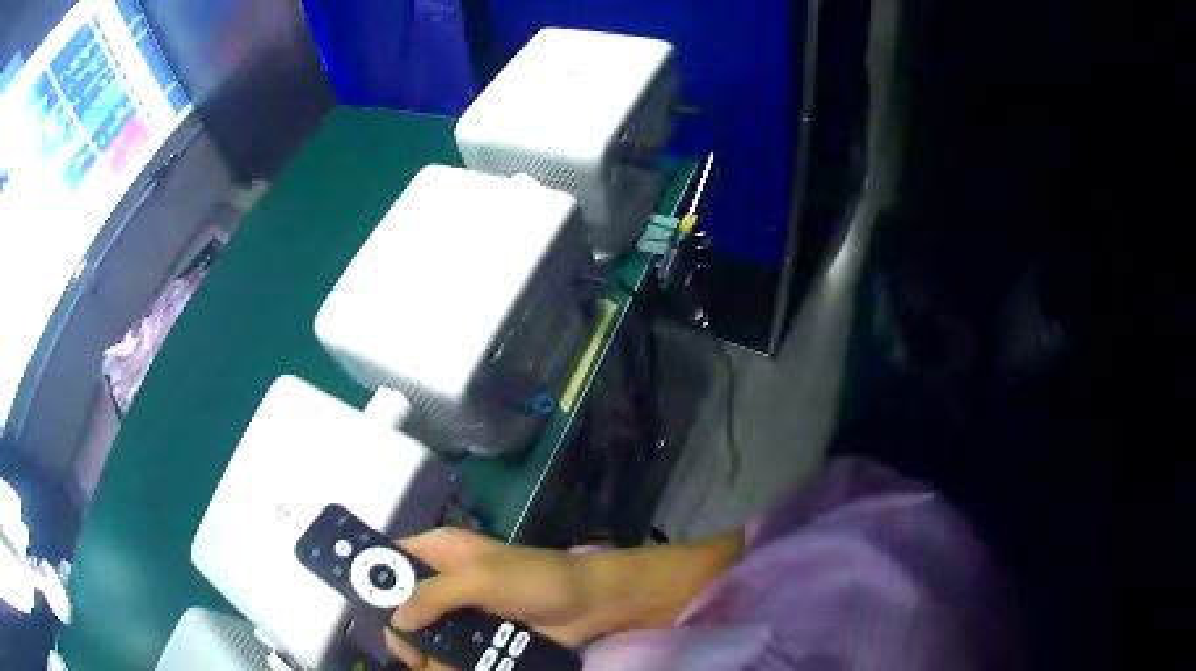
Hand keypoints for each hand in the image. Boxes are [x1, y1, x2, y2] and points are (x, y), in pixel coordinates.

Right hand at [385, 527, 743, 669]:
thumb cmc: (536, 580)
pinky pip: (452, 653)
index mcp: (441, 551)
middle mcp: (444, 581)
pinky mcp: (480, 636)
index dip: (374, 579)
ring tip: (436, 669)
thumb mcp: (482, 580)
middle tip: (412, 656)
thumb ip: (435, 596)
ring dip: (428, 656)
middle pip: (403, 606)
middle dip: (404, 634)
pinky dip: (449, 665)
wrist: (591, 604)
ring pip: (425, 636)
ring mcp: (462, 612)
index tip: (368, 610)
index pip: (392, 558)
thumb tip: (397, 620)